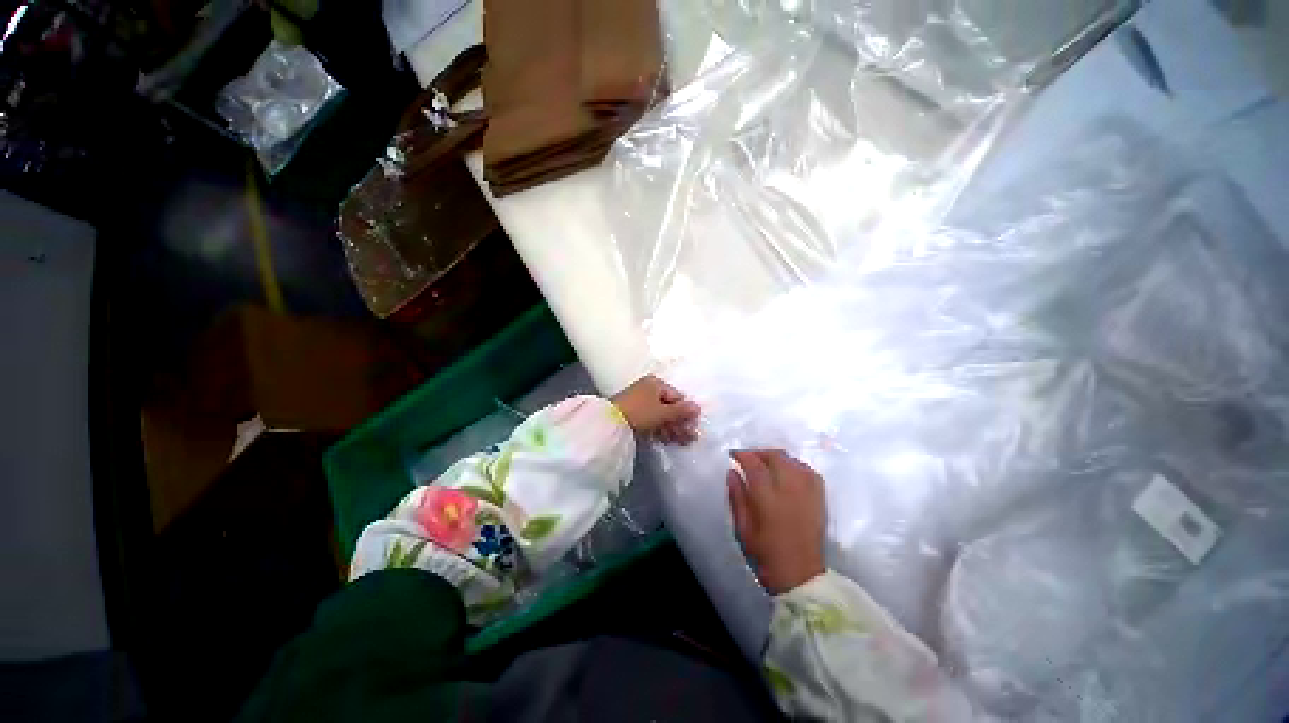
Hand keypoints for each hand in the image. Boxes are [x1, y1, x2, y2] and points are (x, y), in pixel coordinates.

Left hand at [611, 374, 700, 444]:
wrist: (609, 423)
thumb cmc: (639, 412)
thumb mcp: (662, 412)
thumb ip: (681, 411)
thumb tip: (698, 407)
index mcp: (656, 384)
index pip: (677, 397)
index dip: (686, 413)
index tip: (693, 427)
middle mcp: (648, 389)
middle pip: (669, 407)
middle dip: (680, 424)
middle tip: (689, 439)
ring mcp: (640, 402)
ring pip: (661, 415)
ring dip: (672, 429)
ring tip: (681, 443)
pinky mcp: (633, 414)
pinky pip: (651, 420)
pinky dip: (660, 430)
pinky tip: (667, 441)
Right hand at [728, 449, 826, 594]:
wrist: (801, 578)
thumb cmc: (765, 555)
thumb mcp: (742, 529)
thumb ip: (737, 497)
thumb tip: (732, 472)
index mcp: (768, 499)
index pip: (755, 465)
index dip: (742, 455)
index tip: (733, 454)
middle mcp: (790, 490)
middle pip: (776, 456)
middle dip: (759, 452)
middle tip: (748, 458)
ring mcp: (808, 492)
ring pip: (792, 460)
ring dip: (776, 457)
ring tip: (765, 464)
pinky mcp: (820, 498)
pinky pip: (808, 470)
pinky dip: (794, 466)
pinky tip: (786, 472)